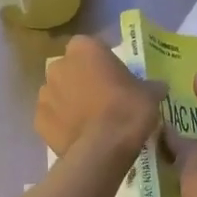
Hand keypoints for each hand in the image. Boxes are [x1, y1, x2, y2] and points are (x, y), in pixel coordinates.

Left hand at [35, 34, 165, 159]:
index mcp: (84, 49)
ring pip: (59, 92)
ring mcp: (45, 93)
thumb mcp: (150, 94)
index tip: (115, 77)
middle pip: (71, 68)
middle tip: (103, 98)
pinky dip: (62, 123)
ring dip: (70, 101)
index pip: (91, 47)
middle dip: (83, 79)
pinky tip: (78, 135)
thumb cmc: (127, 110)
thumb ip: (150, 86)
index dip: (103, 61)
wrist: (102, 149)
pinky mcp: (38, 120)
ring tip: (90, 120)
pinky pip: (52, 117)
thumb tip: (158, 87)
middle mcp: (59, 65)